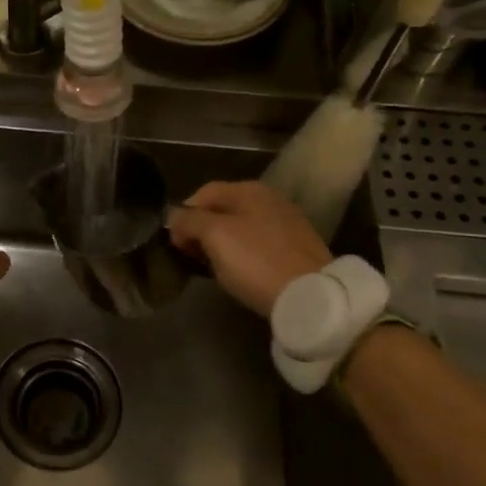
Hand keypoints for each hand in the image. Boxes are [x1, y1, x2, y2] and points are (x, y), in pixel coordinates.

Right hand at [168, 181, 329, 317]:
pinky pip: (258, 245)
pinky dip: (242, 254)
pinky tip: (239, 272)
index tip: (174, 242)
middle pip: (223, 209)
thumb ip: (189, 220)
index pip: (204, 193)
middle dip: (202, 230)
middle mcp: (270, 199)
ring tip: (211, 267)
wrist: (311, 295)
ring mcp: (286, 223)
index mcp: (249, 190)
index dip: (183, 214)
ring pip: (240, 228)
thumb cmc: (256, 261)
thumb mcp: (215, 236)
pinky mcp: (296, 248)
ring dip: (221, 244)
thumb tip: (175, 217)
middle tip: (190, 256)